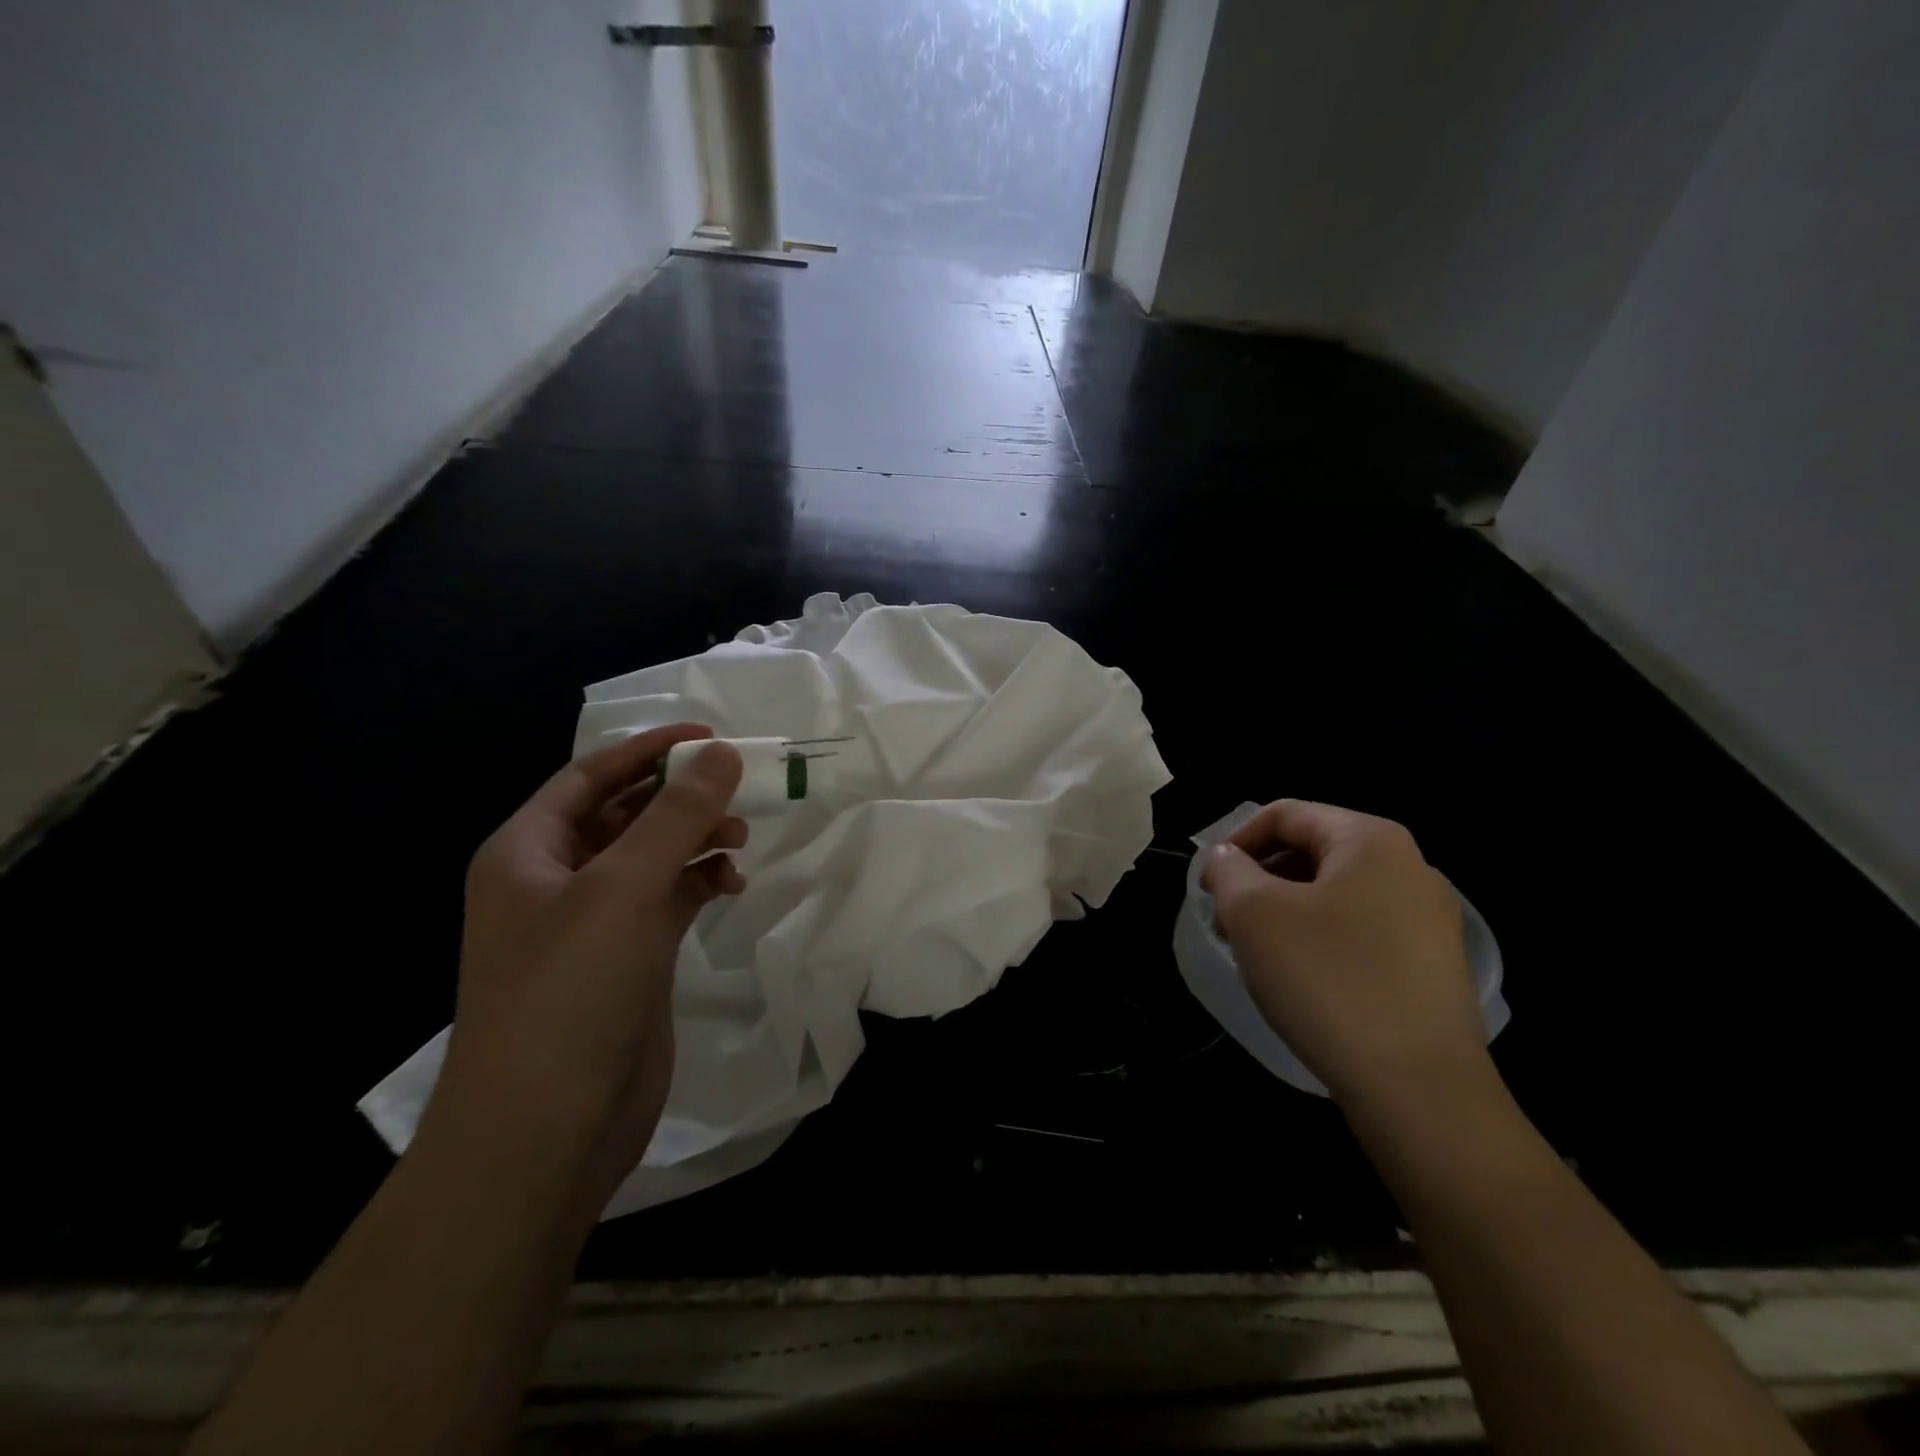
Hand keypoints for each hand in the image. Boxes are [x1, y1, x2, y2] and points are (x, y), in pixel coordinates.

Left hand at [429, 724, 745, 1226]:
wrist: (546, 1131)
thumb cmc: (568, 993)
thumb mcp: (623, 889)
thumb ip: (676, 816)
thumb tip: (722, 754)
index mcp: (527, 851)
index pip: (591, 776)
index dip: (649, 749)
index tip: (710, 736)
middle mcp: (555, 880)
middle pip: (625, 813)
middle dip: (680, 797)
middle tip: (738, 790)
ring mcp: (593, 923)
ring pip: (653, 857)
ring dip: (695, 840)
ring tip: (740, 841)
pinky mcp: (628, 958)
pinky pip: (668, 899)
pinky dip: (699, 883)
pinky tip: (729, 884)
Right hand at [1201, 800, 1488, 1113]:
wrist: (1420, 1090)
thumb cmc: (1327, 980)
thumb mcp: (1254, 914)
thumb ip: (1228, 870)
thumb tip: (1226, 860)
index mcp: (1370, 840)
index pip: (1285, 814)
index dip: (1235, 841)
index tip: (1208, 884)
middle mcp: (1409, 867)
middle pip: (1312, 851)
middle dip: (1260, 878)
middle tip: (1226, 919)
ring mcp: (1428, 919)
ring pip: (1335, 894)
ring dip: (1285, 911)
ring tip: (1256, 951)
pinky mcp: (1432, 966)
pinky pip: (1360, 931)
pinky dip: (1319, 939)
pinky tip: (1300, 979)